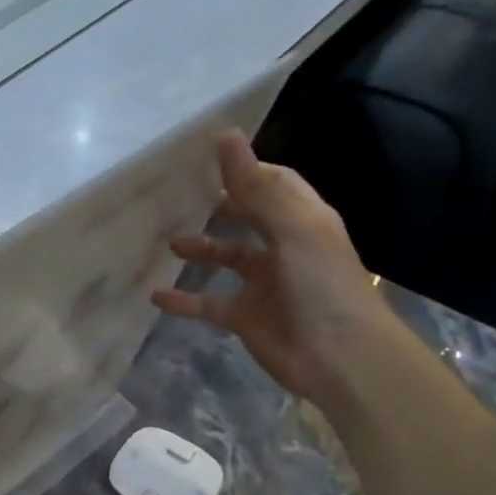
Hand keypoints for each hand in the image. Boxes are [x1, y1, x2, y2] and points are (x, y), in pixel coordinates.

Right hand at [152, 130, 400, 404]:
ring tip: (167, 242)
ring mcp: (264, 284)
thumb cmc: (321, 285)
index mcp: (302, 221)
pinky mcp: (246, 317)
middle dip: (217, 204)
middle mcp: (284, 248)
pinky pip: (208, 303)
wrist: (340, 359)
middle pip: (247, 217)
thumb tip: (225, 135)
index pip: (273, 183)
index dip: (244, 169)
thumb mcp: (291, 229)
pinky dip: (183, 300)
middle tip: (176, 193)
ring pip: (225, 258)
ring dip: (198, 249)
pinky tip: (156, 295)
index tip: (204, 156)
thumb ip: (256, 186)